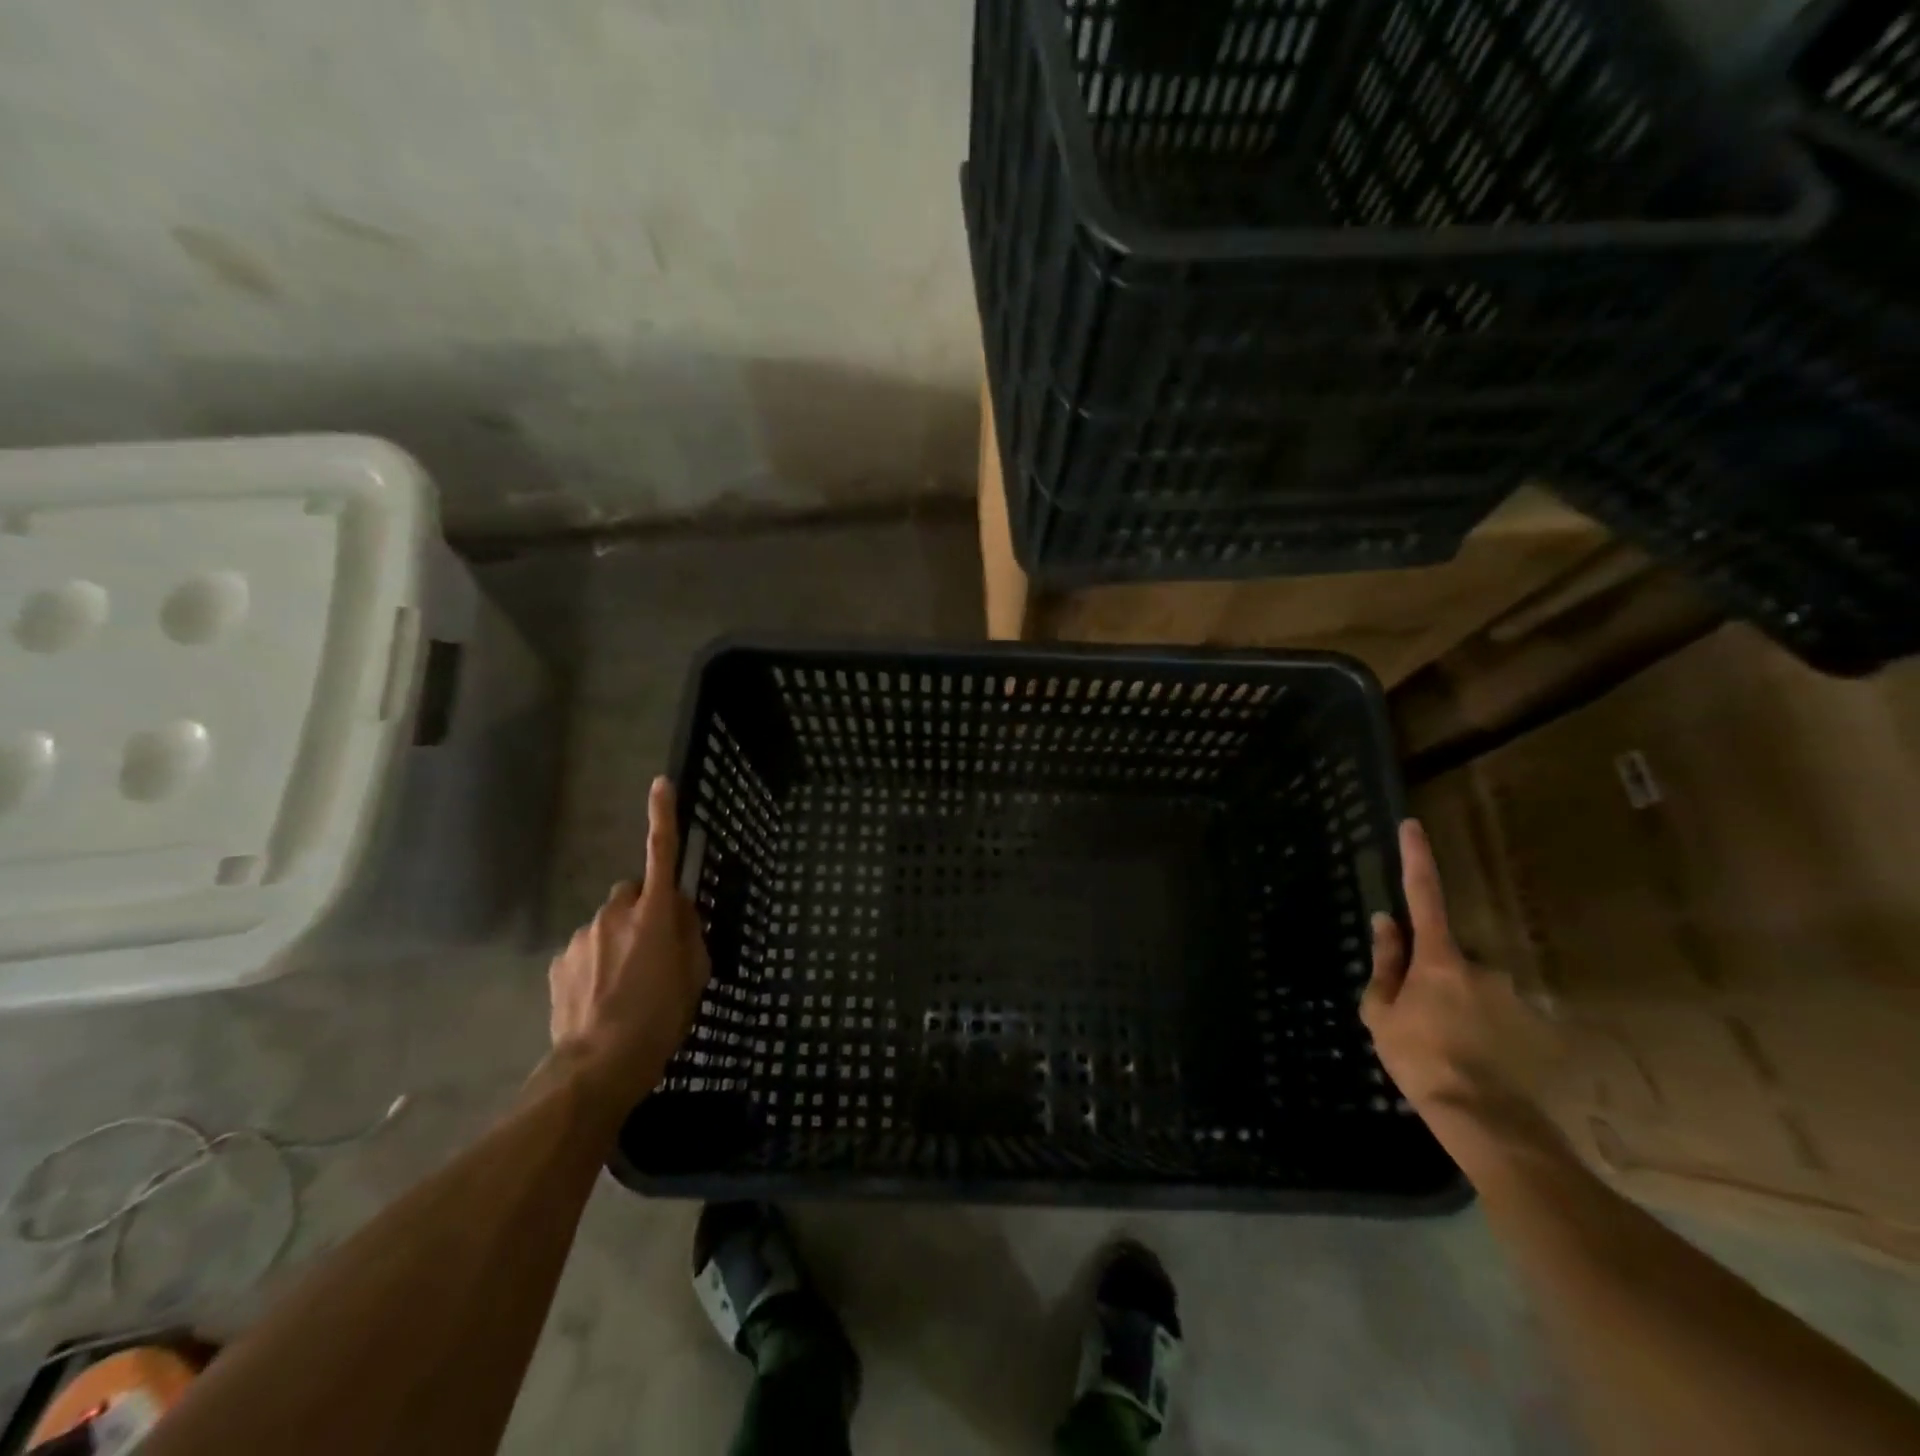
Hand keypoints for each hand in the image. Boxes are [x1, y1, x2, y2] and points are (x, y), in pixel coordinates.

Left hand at [548, 776, 710, 1113]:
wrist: (598, 1067)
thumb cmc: (660, 1019)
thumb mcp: (696, 976)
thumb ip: (691, 934)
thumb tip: (680, 912)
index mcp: (655, 915)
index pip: (661, 854)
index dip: (663, 817)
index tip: (660, 784)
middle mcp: (615, 914)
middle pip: (632, 894)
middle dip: (643, 910)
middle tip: (654, 949)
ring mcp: (582, 937)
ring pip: (608, 924)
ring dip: (619, 940)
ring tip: (626, 985)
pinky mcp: (559, 962)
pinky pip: (585, 948)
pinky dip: (596, 962)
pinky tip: (601, 996)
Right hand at [1361, 819, 1549, 1141]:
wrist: (1485, 1118)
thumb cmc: (1419, 1058)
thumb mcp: (1381, 1012)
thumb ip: (1385, 963)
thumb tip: (1386, 922)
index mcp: (1438, 959)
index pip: (1424, 896)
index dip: (1417, 859)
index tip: (1412, 826)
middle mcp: (1481, 965)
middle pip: (1447, 955)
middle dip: (1432, 975)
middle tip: (1418, 1018)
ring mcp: (1512, 994)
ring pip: (1473, 985)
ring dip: (1458, 1003)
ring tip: (1447, 1048)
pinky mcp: (1536, 1022)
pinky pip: (1496, 1011)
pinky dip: (1482, 1027)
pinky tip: (1475, 1060)